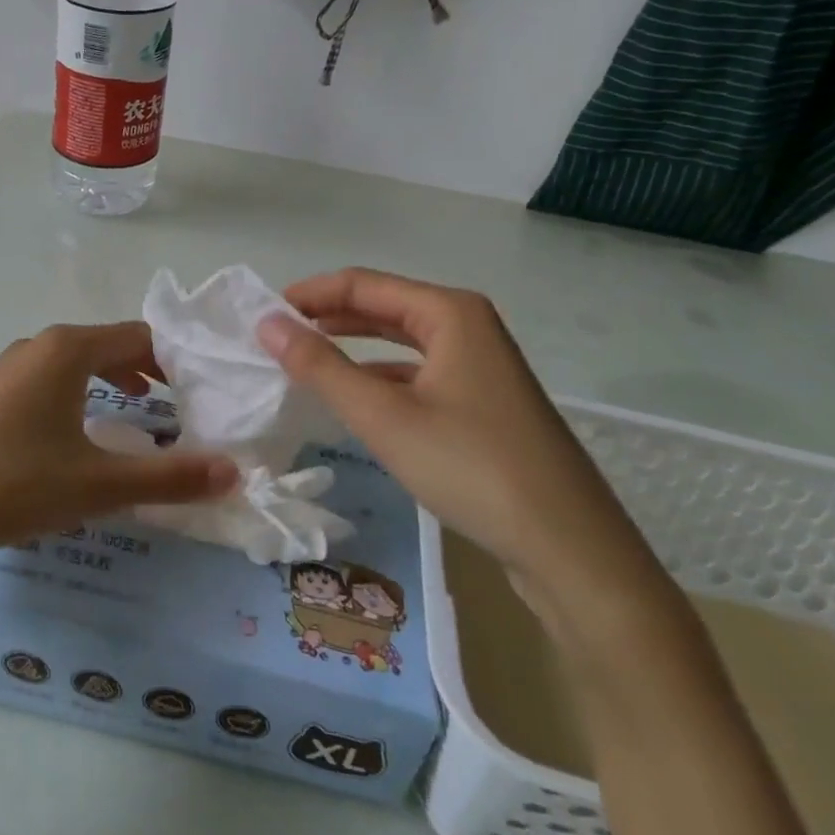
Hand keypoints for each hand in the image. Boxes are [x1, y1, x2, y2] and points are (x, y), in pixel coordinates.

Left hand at [0, 323, 237, 570]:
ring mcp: (4, 369)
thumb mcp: (98, 485)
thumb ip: (169, 478)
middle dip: (146, 370)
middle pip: (107, 345)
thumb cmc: (11, 483)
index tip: (202, 389)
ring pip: (73, 364)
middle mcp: (36, 347)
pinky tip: (74, 434)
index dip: (176, 359)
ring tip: (137, 411)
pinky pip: (45, 382)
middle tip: (179, 402)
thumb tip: (235, 473)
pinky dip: (76, 395)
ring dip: (110, 382)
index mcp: (67, 350)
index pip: (139, 336)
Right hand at [257, 269, 663, 615]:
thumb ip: (321, 366)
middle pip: (384, 307)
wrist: (571, 550)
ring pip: (402, 343)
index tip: (263, 315)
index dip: (310, 294)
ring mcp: (481, 366)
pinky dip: (381, 379)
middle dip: (329, 318)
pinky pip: (419, 374)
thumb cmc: (472, 468)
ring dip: (353, 349)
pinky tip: (354, 400)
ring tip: (303, 362)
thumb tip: (267, 323)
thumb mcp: (384, 416)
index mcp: (450, 312)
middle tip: (276, 338)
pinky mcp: (484, 403)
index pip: (362, 284)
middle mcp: (469, 327)